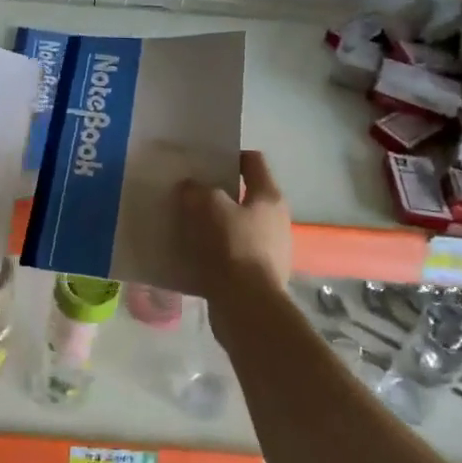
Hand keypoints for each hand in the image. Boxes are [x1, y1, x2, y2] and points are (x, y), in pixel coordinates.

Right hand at [177, 150, 291, 305]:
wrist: (247, 306)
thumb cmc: (231, 247)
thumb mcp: (206, 206)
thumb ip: (196, 190)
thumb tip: (191, 188)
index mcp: (269, 197)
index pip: (253, 161)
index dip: (230, 156)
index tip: (204, 162)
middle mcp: (276, 220)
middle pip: (244, 195)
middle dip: (217, 193)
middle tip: (189, 194)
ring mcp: (270, 250)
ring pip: (236, 226)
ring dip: (214, 224)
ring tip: (186, 225)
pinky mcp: (258, 276)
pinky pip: (232, 254)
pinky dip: (215, 251)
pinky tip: (193, 254)